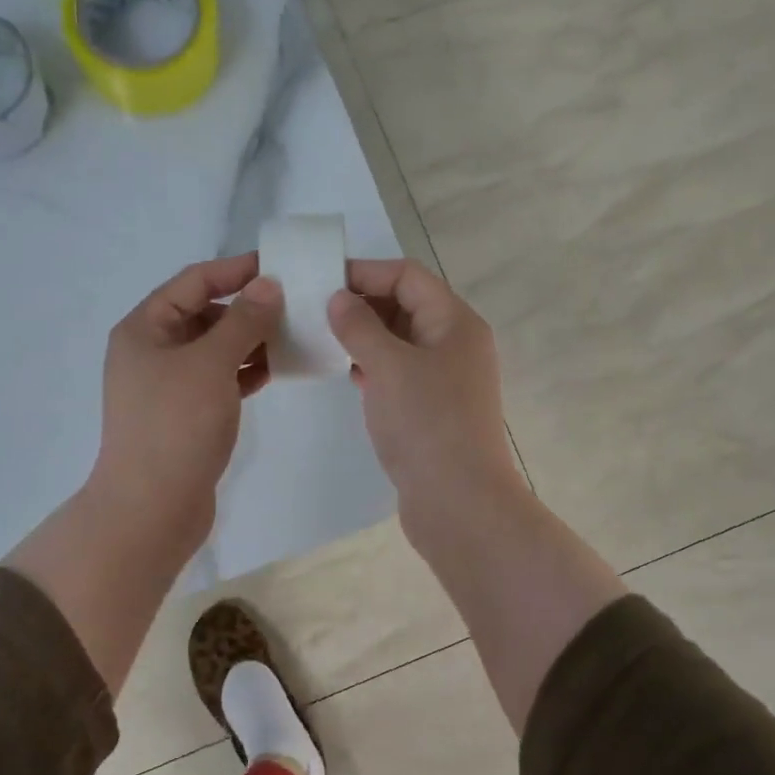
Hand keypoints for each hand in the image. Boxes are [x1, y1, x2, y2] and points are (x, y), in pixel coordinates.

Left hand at [88, 252, 281, 554]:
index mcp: (144, 328)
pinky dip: (245, 372)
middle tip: (294, 305)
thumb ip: (242, 321)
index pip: (194, 281)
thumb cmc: (176, 427)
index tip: (278, 266)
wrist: (152, 509)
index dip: (235, 270)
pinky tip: (276, 370)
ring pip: (215, 349)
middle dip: (247, 308)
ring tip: (293, 335)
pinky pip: (219, 379)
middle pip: (204, 314)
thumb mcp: (211, 364)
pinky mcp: (186, 414)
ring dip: (250, 340)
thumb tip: (268, 285)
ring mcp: (169, 385)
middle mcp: (152, 351)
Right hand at [326, 259, 526, 537]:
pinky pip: (400, 373)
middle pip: (406, 305)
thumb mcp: (388, 366)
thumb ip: (360, 326)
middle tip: (315, 311)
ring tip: (324, 340)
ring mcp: (446, 379)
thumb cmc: (426, 424)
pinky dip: (374, 367)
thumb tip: (339, 298)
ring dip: (365, 337)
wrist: (459, 502)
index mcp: (455, 322)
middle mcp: (455, 344)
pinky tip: (349, 375)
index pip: (407, 276)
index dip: (365, 272)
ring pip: (401, 341)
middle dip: (362, 304)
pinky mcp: (433, 409)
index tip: (321, 281)